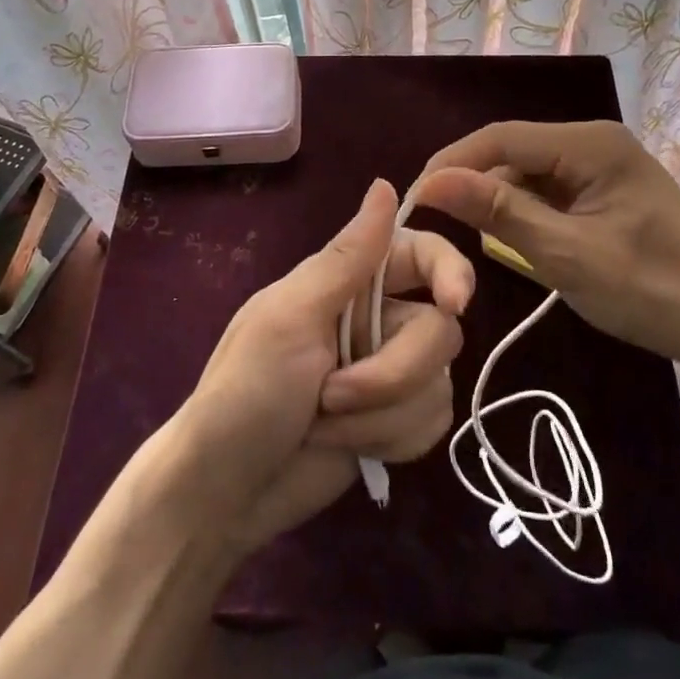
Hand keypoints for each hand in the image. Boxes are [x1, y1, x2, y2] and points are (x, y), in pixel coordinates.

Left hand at [166, 179, 473, 552]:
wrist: (225, 495)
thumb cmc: (245, 394)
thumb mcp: (290, 317)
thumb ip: (347, 258)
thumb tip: (384, 183)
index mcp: (346, 283)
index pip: (419, 254)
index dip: (448, 270)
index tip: (454, 304)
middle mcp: (376, 320)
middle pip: (438, 331)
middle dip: (391, 374)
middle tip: (332, 395)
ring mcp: (388, 373)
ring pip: (438, 383)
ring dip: (381, 415)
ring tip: (324, 426)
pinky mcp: (394, 423)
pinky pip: (432, 424)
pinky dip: (390, 440)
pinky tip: (348, 448)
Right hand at [415, 120, 679, 383]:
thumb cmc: (651, 291)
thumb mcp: (565, 254)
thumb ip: (498, 212)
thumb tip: (431, 182)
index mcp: (590, 143)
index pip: (500, 138)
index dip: (453, 164)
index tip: (416, 200)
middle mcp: (595, 140)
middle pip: (514, 151)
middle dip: (476, 183)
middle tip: (440, 224)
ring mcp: (604, 164)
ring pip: (530, 171)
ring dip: (501, 200)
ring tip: (477, 237)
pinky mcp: (608, 189)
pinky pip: (551, 189)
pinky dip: (528, 212)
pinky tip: (519, 240)